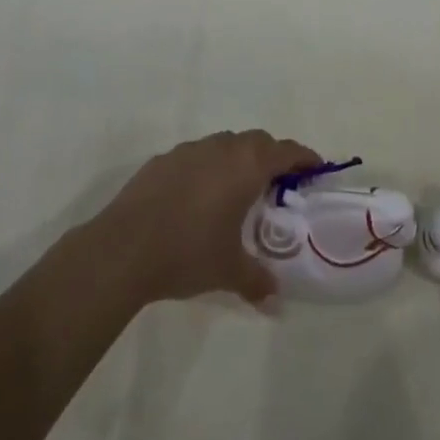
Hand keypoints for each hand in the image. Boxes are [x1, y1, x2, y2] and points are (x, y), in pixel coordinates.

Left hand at [90, 130, 318, 308]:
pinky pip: (196, 156)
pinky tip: (196, 198)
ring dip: (237, 159)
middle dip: (271, 156)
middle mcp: (222, 148)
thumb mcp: (229, 271)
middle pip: (257, 141)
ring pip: (225, 144)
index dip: (304, 157)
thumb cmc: (188, 252)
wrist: (124, 248)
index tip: (315, 167)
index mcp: (247, 166)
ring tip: (236, 191)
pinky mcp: (163, 159)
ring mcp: (190, 150)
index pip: (286, 151)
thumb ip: (257, 280)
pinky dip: (206, 168)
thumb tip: (275, 298)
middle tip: (277, 183)